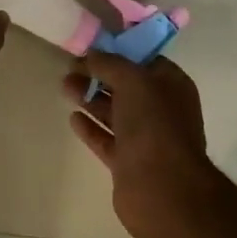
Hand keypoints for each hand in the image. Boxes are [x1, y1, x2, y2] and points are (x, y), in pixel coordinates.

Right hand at [63, 54, 217, 237]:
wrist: (161, 188)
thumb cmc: (153, 124)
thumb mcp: (132, 80)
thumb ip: (109, 64)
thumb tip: (90, 55)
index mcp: (172, 85)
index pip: (144, 60)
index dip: (117, 53)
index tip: (89, 49)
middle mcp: (161, 110)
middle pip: (125, 87)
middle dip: (98, 76)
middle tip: (69, 69)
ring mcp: (146, 138)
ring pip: (114, 112)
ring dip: (90, 98)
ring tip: (65, 87)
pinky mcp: (128, 162)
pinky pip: (106, 139)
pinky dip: (90, 127)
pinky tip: (72, 118)